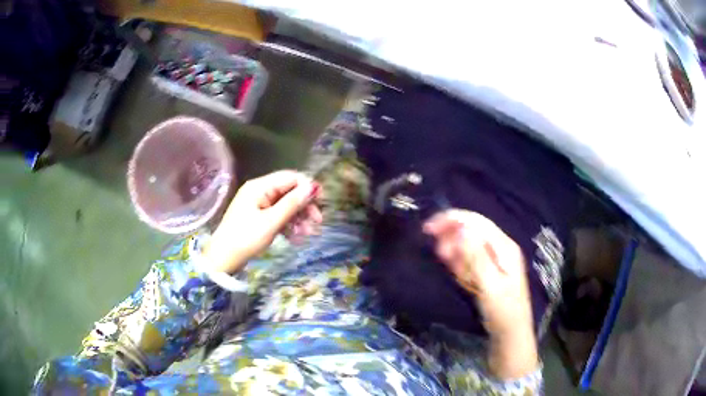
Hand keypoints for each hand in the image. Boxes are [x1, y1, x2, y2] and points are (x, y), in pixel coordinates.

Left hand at [204, 170, 321, 273]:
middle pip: (289, 192)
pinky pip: (279, 216)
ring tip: (307, 235)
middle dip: (304, 206)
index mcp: (260, 186)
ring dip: (299, 218)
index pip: (290, 177)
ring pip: (286, 206)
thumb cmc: (245, 238)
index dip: (307, 187)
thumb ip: (292, 203)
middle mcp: (260, 191)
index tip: (322, 202)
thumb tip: (313, 186)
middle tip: (318, 222)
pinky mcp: (259, 217)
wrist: (223, 259)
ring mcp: (259, 205)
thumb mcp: (271, 222)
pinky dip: (289, 225)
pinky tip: (296, 239)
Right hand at [424, 209, 538, 379]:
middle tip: (438, 255)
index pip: (476, 222)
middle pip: (471, 230)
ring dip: (456, 255)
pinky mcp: (487, 270)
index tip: (428, 228)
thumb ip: (476, 257)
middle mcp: (500, 247)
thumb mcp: (490, 285)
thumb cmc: (503, 311)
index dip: (452, 220)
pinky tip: (462, 278)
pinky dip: (461, 265)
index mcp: (504, 247)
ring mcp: (494, 259)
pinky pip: (469, 260)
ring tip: (456, 274)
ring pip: (468, 245)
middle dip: (452, 237)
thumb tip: (461, 229)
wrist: (509, 334)